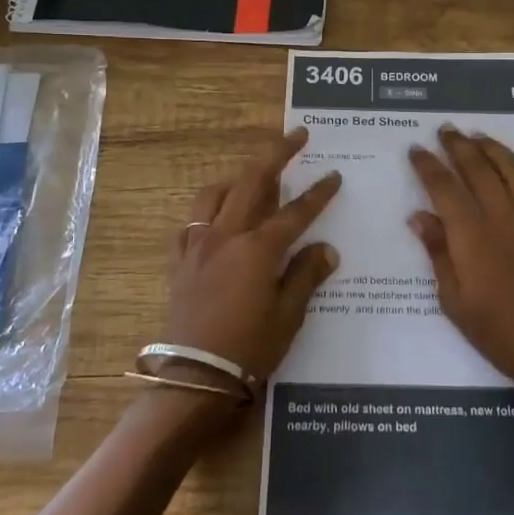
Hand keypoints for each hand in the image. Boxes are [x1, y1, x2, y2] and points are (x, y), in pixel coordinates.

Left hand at [162, 128, 341, 385]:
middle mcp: (226, 236)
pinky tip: (216, 218)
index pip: (295, 212)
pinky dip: (206, 212)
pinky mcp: (179, 261)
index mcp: (257, 249)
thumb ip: (306, 275)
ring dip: (238, 178)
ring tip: (254, 177)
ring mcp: (198, 246)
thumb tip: (326, 248)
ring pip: (215, 194)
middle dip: (277, 154)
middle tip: (297, 136)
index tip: (333, 176)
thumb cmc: (249, 349)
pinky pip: (190, 223)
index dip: (318, 193)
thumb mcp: (288, 316)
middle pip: (253, 181)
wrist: (194, 378)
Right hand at [408, 127, 513, 406]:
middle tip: (446, 130)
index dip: (427, 165)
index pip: (443, 187)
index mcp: (472, 234)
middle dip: (458, 146)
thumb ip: (438, 253)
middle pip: (478, 168)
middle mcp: (505, 217)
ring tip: (480, 137)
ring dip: (496, 149)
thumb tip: (419, 217)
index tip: (416, 150)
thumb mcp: (453, 300)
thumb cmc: (497, 332)